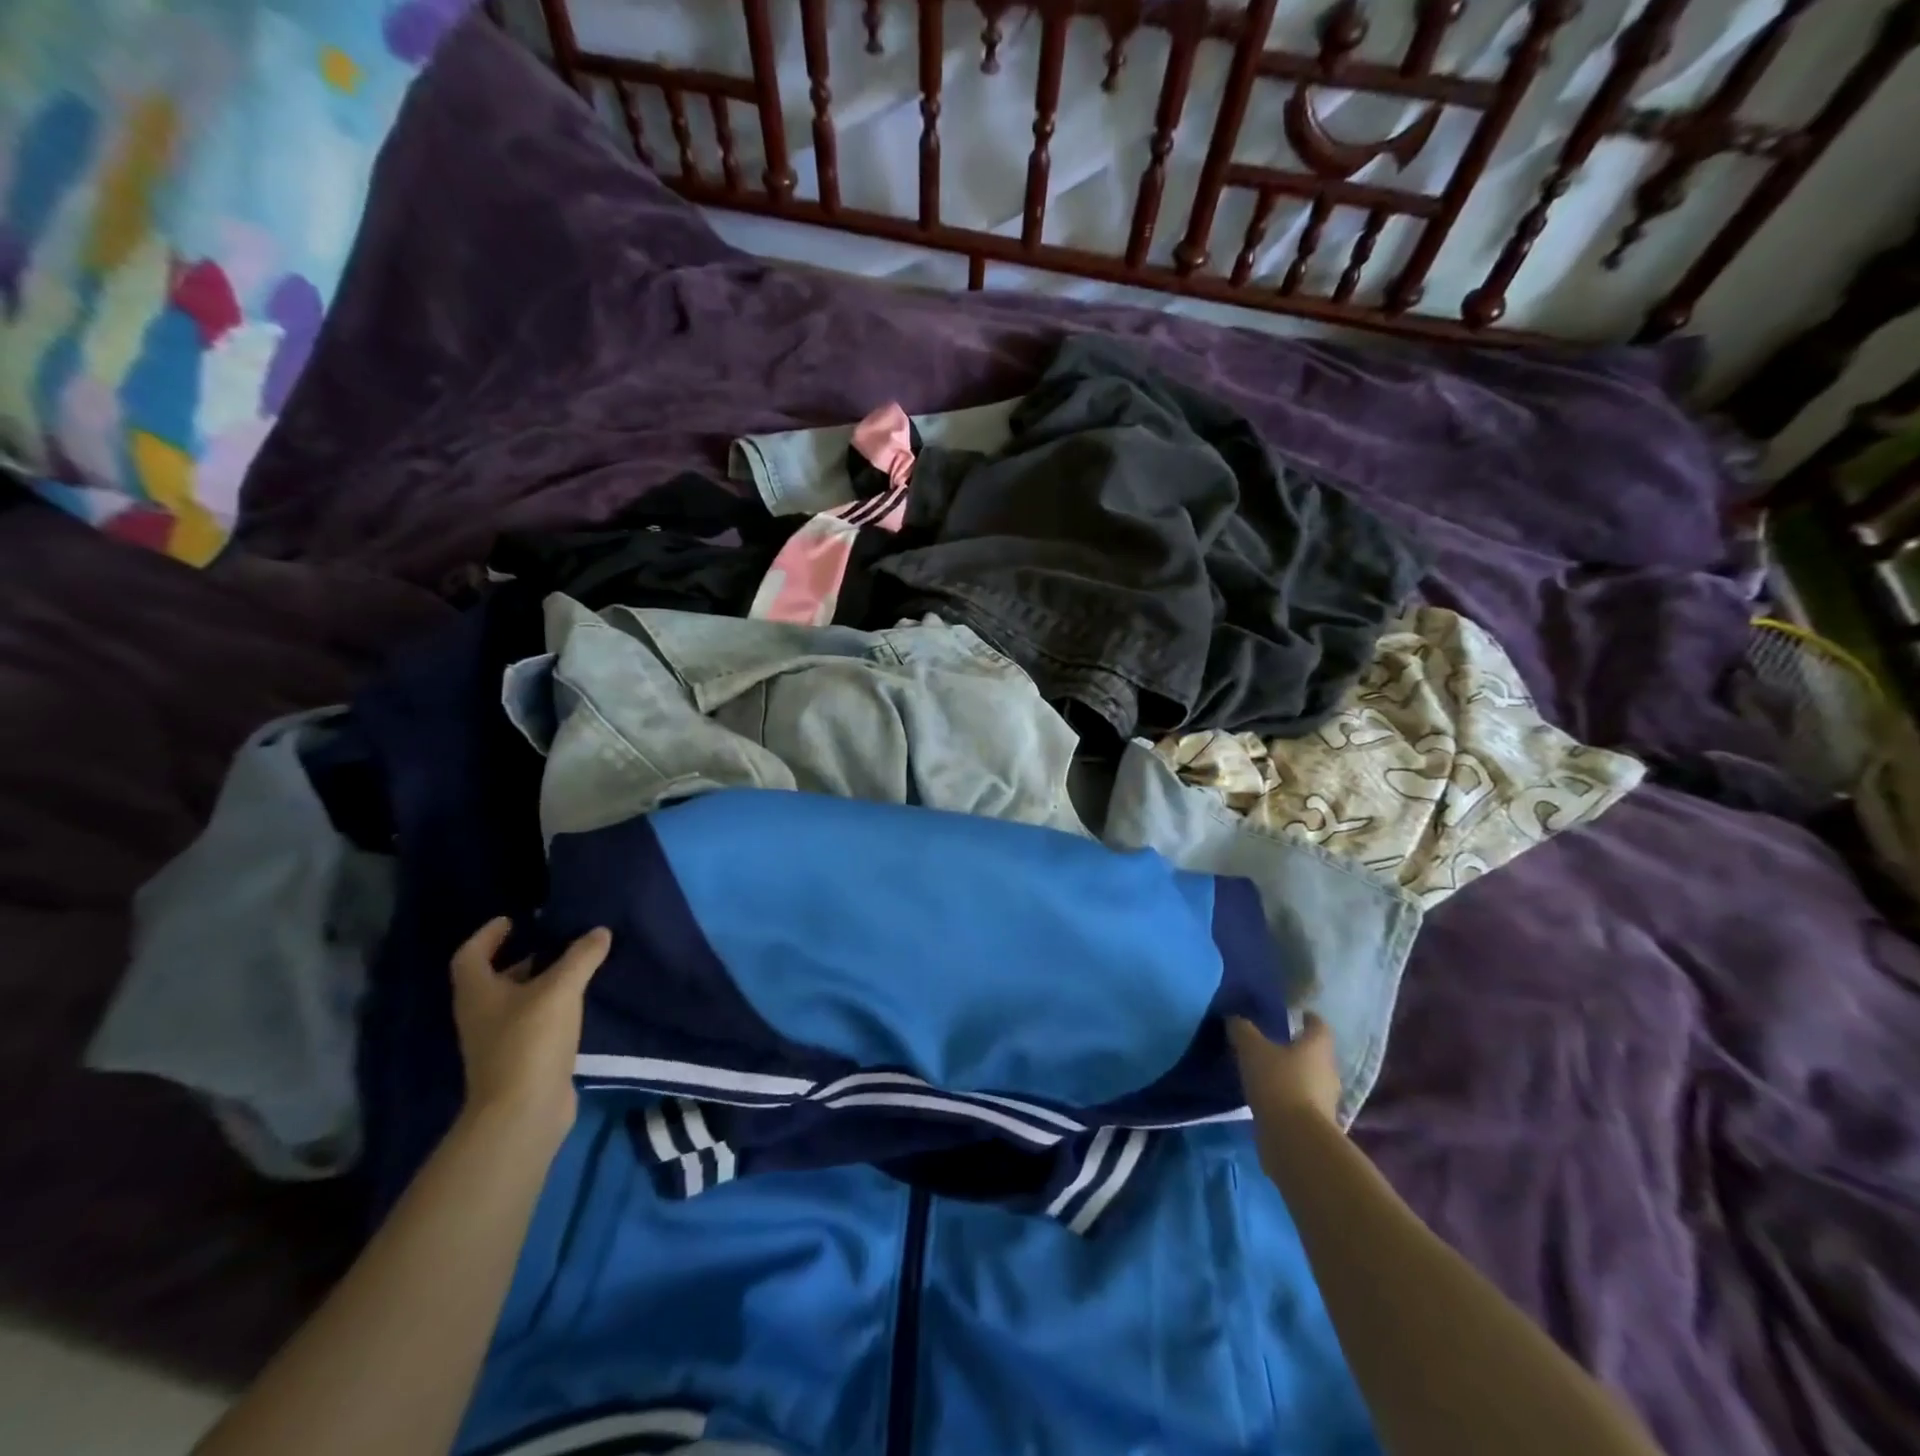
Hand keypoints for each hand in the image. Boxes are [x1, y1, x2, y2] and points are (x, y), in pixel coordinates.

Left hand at [450, 917, 610, 1145]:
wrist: (523, 1112)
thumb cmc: (530, 1041)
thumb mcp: (560, 990)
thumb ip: (581, 957)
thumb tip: (599, 931)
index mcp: (478, 993)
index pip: (470, 955)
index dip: (488, 935)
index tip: (512, 919)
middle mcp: (481, 1015)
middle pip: (494, 978)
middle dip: (522, 957)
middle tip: (555, 940)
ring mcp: (498, 1041)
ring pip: (517, 1001)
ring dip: (540, 983)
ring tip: (575, 967)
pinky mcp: (519, 1060)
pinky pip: (534, 1023)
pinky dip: (552, 1008)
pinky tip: (579, 1004)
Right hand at [1230, 1013, 1340, 1129]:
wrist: (1295, 1140)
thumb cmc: (1278, 1083)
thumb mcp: (1252, 1049)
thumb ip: (1243, 1030)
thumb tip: (1234, 1018)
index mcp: (1317, 1047)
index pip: (1318, 1025)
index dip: (1307, 1017)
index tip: (1293, 1014)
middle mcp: (1328, 1070)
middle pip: (1315, 1053)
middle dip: (1296, 1048)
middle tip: (1272, 1042)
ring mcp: (1325, 1100)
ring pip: (1309, 1079)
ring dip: (1292, 1075)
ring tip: (1265, 1071)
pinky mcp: (1316, 1124)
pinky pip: (1301, 1102)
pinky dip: (1287, 1098)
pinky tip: (1267, 1097)